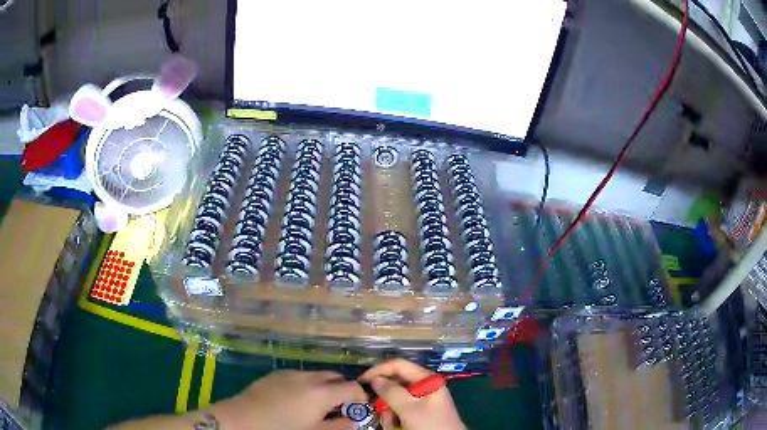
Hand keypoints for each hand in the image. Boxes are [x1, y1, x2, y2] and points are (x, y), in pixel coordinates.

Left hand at [213, 370, 366, 429]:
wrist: (242, 420)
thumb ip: (338, 427)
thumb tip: (352, 422)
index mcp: (321, 392)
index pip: (352, 386)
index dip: (360, 396)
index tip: (359, 408)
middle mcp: (308, 377)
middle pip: (335, 376)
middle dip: (342, 389)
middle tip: (340, 407)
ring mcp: (289, 373)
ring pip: (316, 375)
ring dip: (324, 386)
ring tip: (317, 405)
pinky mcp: (274, 375)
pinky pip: (299, 376)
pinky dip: (306, 385)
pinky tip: (296, 400)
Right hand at [360, 359, 465, 429]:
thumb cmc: (430, 425)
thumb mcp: (409, 409)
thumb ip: (391, 392)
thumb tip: (375, 379)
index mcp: (427, 379)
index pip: (398, 365)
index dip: (378, 370)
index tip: (361, 381)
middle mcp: (424, 385)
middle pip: (395, 383)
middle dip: (385, 399)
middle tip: (380, 411)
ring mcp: (422, 399)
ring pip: (395, 398)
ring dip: (389, 412)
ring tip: (392, 424)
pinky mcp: (419, 411)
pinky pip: (400, 409)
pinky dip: (394, 418)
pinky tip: (396, 427)